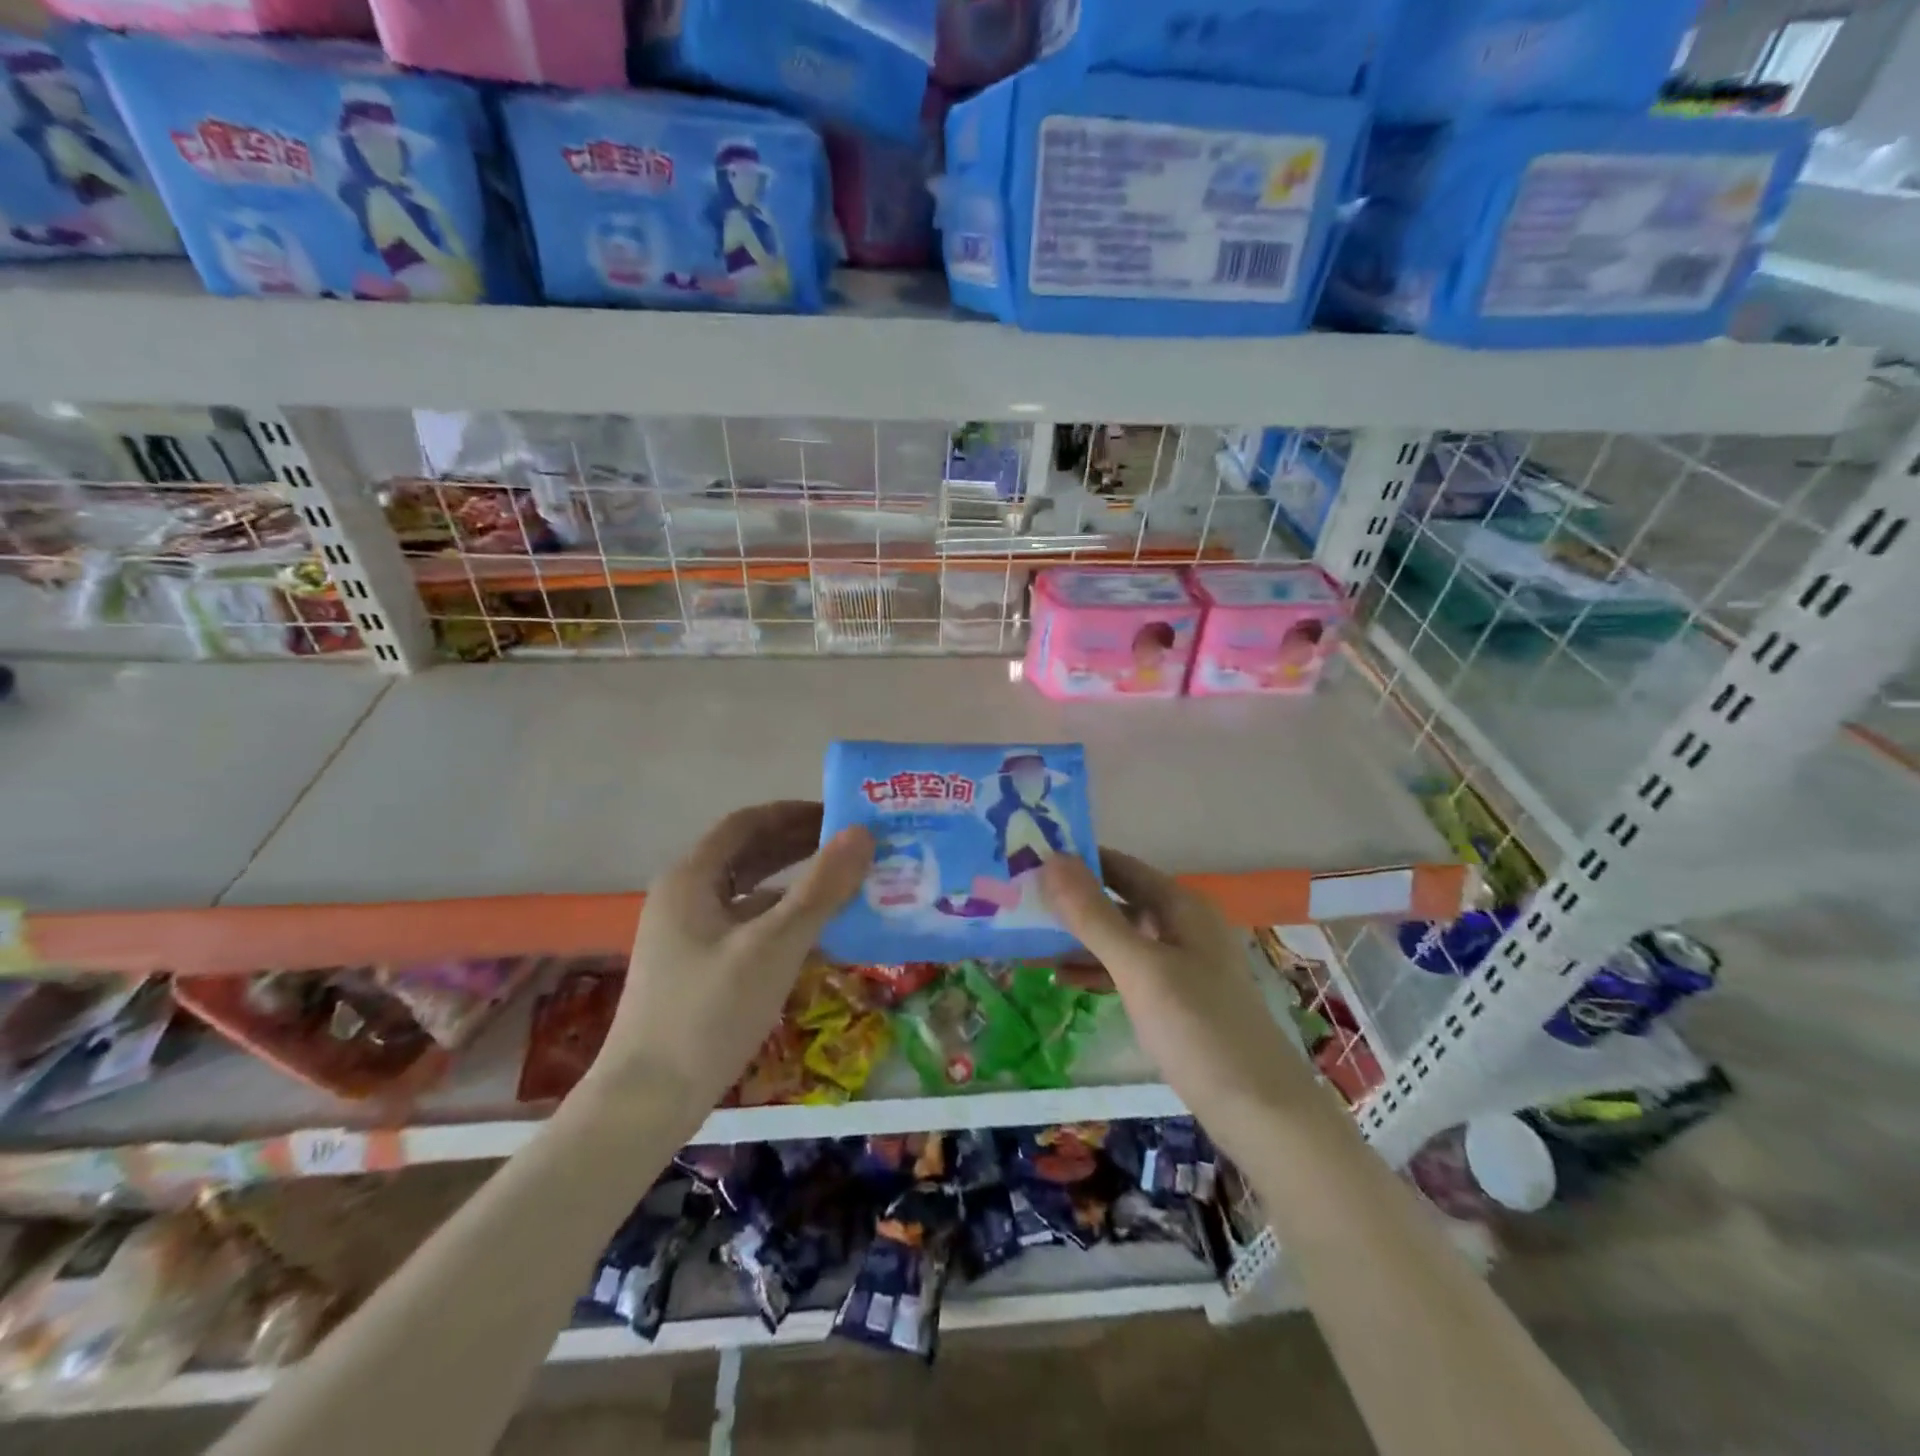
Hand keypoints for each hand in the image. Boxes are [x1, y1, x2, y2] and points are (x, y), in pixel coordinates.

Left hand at [593, 801, 872, 1109]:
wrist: (646, 1102)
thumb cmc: (709, 1013)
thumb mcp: (774, 946)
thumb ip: (821, 888)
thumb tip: (863, 833)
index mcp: (691, 877)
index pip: (747, 822)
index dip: (794, 813)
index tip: (840, 815)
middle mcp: (685, 895)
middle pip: (748, 853)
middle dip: (798, 845)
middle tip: (852, 847)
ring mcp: (687, 933)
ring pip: (748, 891)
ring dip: (793, 882)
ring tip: (843, 883)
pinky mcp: (696, 966)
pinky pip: (746, 924)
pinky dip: (781, 918)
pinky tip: (816, 934)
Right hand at [1039, 850, 1317, 1139]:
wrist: (1262, 1114)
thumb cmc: (1199, 1030)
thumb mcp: (1140, 968)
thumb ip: (1094, 916)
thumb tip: (1051, 860)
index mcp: (1179, 905)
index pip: (1118, 865)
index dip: (1074, 860)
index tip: (1024, 861)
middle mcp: (1181, 925)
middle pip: (1116, 899)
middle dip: (1069, 900)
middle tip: (1015, 902)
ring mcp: (1180, 963)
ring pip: (1118, 936)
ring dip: (1077, 937)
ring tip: (1026, 940)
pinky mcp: (1175, 998)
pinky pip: (1126, 969)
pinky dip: (1095, 969)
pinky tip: (1060, 977)